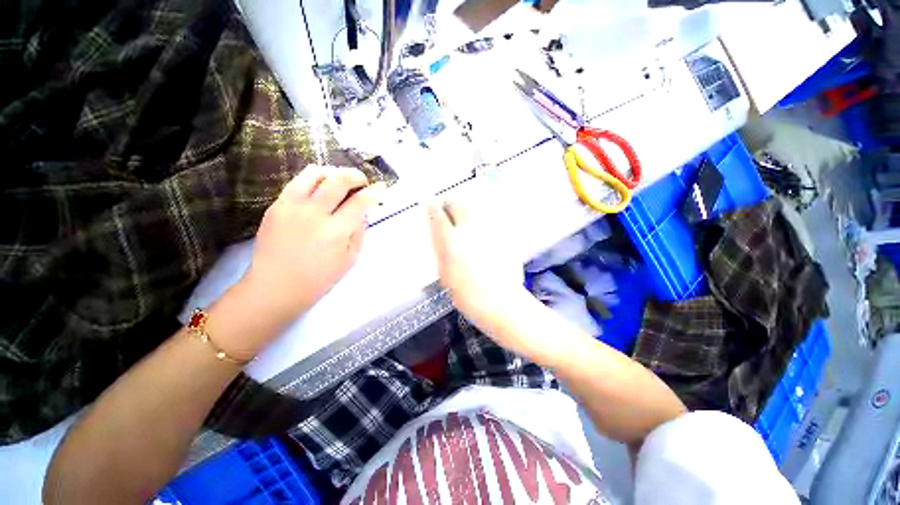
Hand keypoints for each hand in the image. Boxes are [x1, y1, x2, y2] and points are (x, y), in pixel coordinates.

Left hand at [243, 166, 384, 321]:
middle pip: (338, 180)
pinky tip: (319, 190)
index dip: (374, 192)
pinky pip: (297, 182)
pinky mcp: (276, 205)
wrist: (276, 287)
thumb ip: (359, 231)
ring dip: (333, 173)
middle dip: (356, 176)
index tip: (381, 188)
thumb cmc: (319, 278)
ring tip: (339, 181)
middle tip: (362, 182)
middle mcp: (314, 213)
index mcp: (336, 231)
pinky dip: (313, 180)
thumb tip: (363, 211)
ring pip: (314, 173)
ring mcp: (291, 207)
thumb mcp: (350, 259)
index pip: (360, 202)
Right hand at [427, 199, 526, 330]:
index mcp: (451, 242)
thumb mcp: (445, 275)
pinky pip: (489, 219)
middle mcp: (469, 230)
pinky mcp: (503, 234)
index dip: (433, 208)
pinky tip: (481, 230)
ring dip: (466, 209)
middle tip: (447, 208)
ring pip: (474, 208)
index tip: (431, 205)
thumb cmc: (468, 296)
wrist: (501, 302)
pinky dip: (481, 220)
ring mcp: (488, 230)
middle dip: (450, 203)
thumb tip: (437, 235)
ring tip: (463, 217)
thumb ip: (440, 252)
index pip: (438, 215)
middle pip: (458, 204)